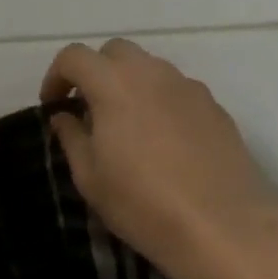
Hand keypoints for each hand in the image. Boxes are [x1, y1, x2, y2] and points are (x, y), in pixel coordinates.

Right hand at [41, 40, 277, 278]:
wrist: (225, 227)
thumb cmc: (144, 204)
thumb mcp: (91, 178)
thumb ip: (72, 137)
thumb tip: (65, 116)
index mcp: (114, 83)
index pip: (75, 56)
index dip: (56, 76)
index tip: (53, 106)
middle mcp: (152, 73)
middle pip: (115, 52)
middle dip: (95, 71)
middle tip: (88, 109)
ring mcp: (189, 87)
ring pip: (150, 69)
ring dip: (130, 85)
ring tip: (126, 127)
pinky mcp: (215, 107)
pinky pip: (177, 91)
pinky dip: (160, 102)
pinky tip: (163, 143)